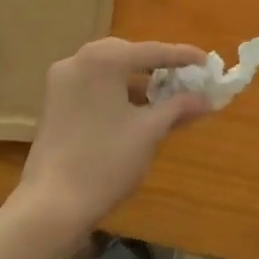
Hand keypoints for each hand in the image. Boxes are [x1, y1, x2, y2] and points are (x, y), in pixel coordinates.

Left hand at [15, 38, 212, 238]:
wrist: (51, 207)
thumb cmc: (106, 161)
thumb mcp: (149, 132)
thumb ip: (179, 107)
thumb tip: (206, 99)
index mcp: (102, 59)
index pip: (152, 51)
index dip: (183, 57)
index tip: (207, 62)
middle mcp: (79, 60)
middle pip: (128, 56)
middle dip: (158, 68)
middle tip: (186, 79)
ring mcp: (62, 82)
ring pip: (110, 72)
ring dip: (138, 83)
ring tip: (166, 98)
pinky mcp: (54, 103)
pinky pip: (94, 87)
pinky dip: (117, 94)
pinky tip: (137, 111)